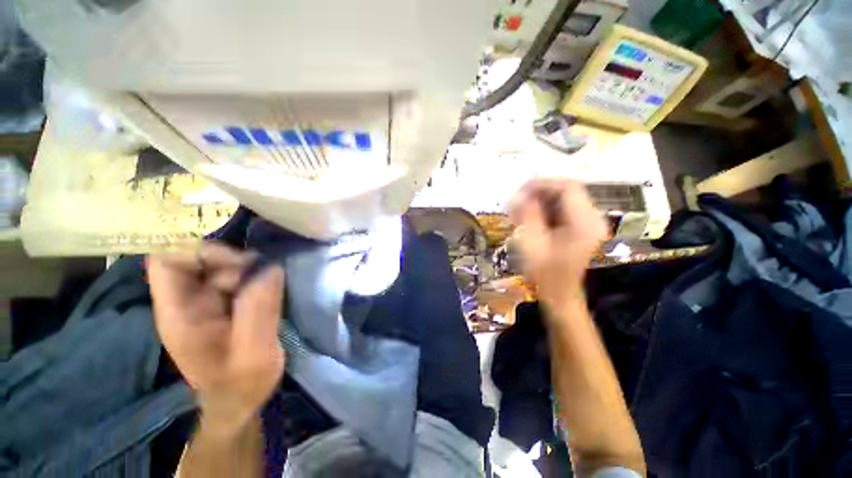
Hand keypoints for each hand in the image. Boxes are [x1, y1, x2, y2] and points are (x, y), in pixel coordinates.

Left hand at [147, 242, 285, 434]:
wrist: (241, 401)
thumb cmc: (242, 385)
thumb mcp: (254, 355)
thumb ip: (259, 312)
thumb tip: (271, 268)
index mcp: (179, 315)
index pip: (165, 262)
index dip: (199, 252)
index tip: (241, 263)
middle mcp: (186, 302)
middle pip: (195, 257)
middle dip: (231, 259)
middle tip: (263, 273)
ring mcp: (205, 302)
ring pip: (220, 264)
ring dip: (248, 267)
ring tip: (270, 286)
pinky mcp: (225, 303)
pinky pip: (236, 275)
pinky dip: (255, 274)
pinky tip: (270, 287)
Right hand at [509, 178, 606, 309]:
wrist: (559, 293)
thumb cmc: (545, 272)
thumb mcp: (532, 242)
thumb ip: (528, 215)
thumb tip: (522, 194)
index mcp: (585, 223)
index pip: (568, 187)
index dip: (543, 184)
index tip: (520, 190)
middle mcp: (593, 218)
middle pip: (567, 191)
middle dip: (540, 192)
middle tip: (518, 201)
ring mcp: (589, 222)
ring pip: (564, 199)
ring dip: (541, 201)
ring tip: (521, 211)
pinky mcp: (582, 227)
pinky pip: (564, 209)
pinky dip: (545, 209)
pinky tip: (531, 217)